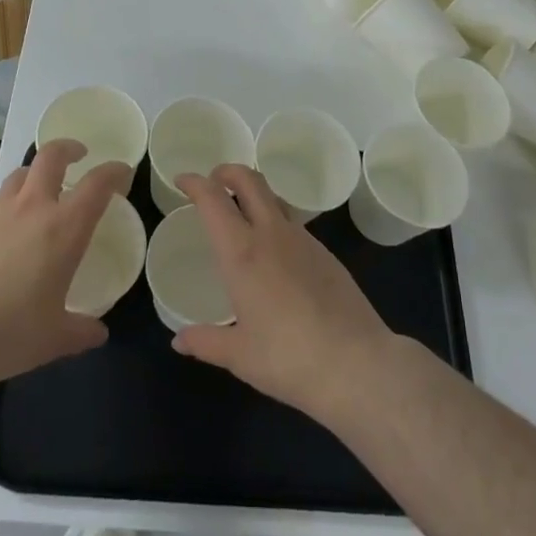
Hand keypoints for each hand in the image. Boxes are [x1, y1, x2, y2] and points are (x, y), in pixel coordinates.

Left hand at [0, 140, 130, 393]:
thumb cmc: (8, 334)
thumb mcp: (54, 339)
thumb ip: (80, 331)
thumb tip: (97, 333)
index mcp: (63, 229)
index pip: (97, 184)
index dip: (113, 172)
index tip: (121, 171)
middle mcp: (31, 208)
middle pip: (52, 156)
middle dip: (68, 149)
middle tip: (77, 155)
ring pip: (18, 176)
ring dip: (32, 177)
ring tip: (35, 195)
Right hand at [172, 164, 396, 424]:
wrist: (356, 363)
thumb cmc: (288, 359)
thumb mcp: (239, 356)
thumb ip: (206, 342)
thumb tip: (179, 340)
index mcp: (242, 253)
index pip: (213, 199)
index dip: (195, 182)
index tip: (182, 181)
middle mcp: (272, 234)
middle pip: (249, 180)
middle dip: (227, 171)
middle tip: (213, 182)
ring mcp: (304, 240)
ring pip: (274, 198)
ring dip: (254, 194)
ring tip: (242, 216)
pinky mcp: (326, 254)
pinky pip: (294, 224)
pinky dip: (275, 222)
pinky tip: (275, 255)